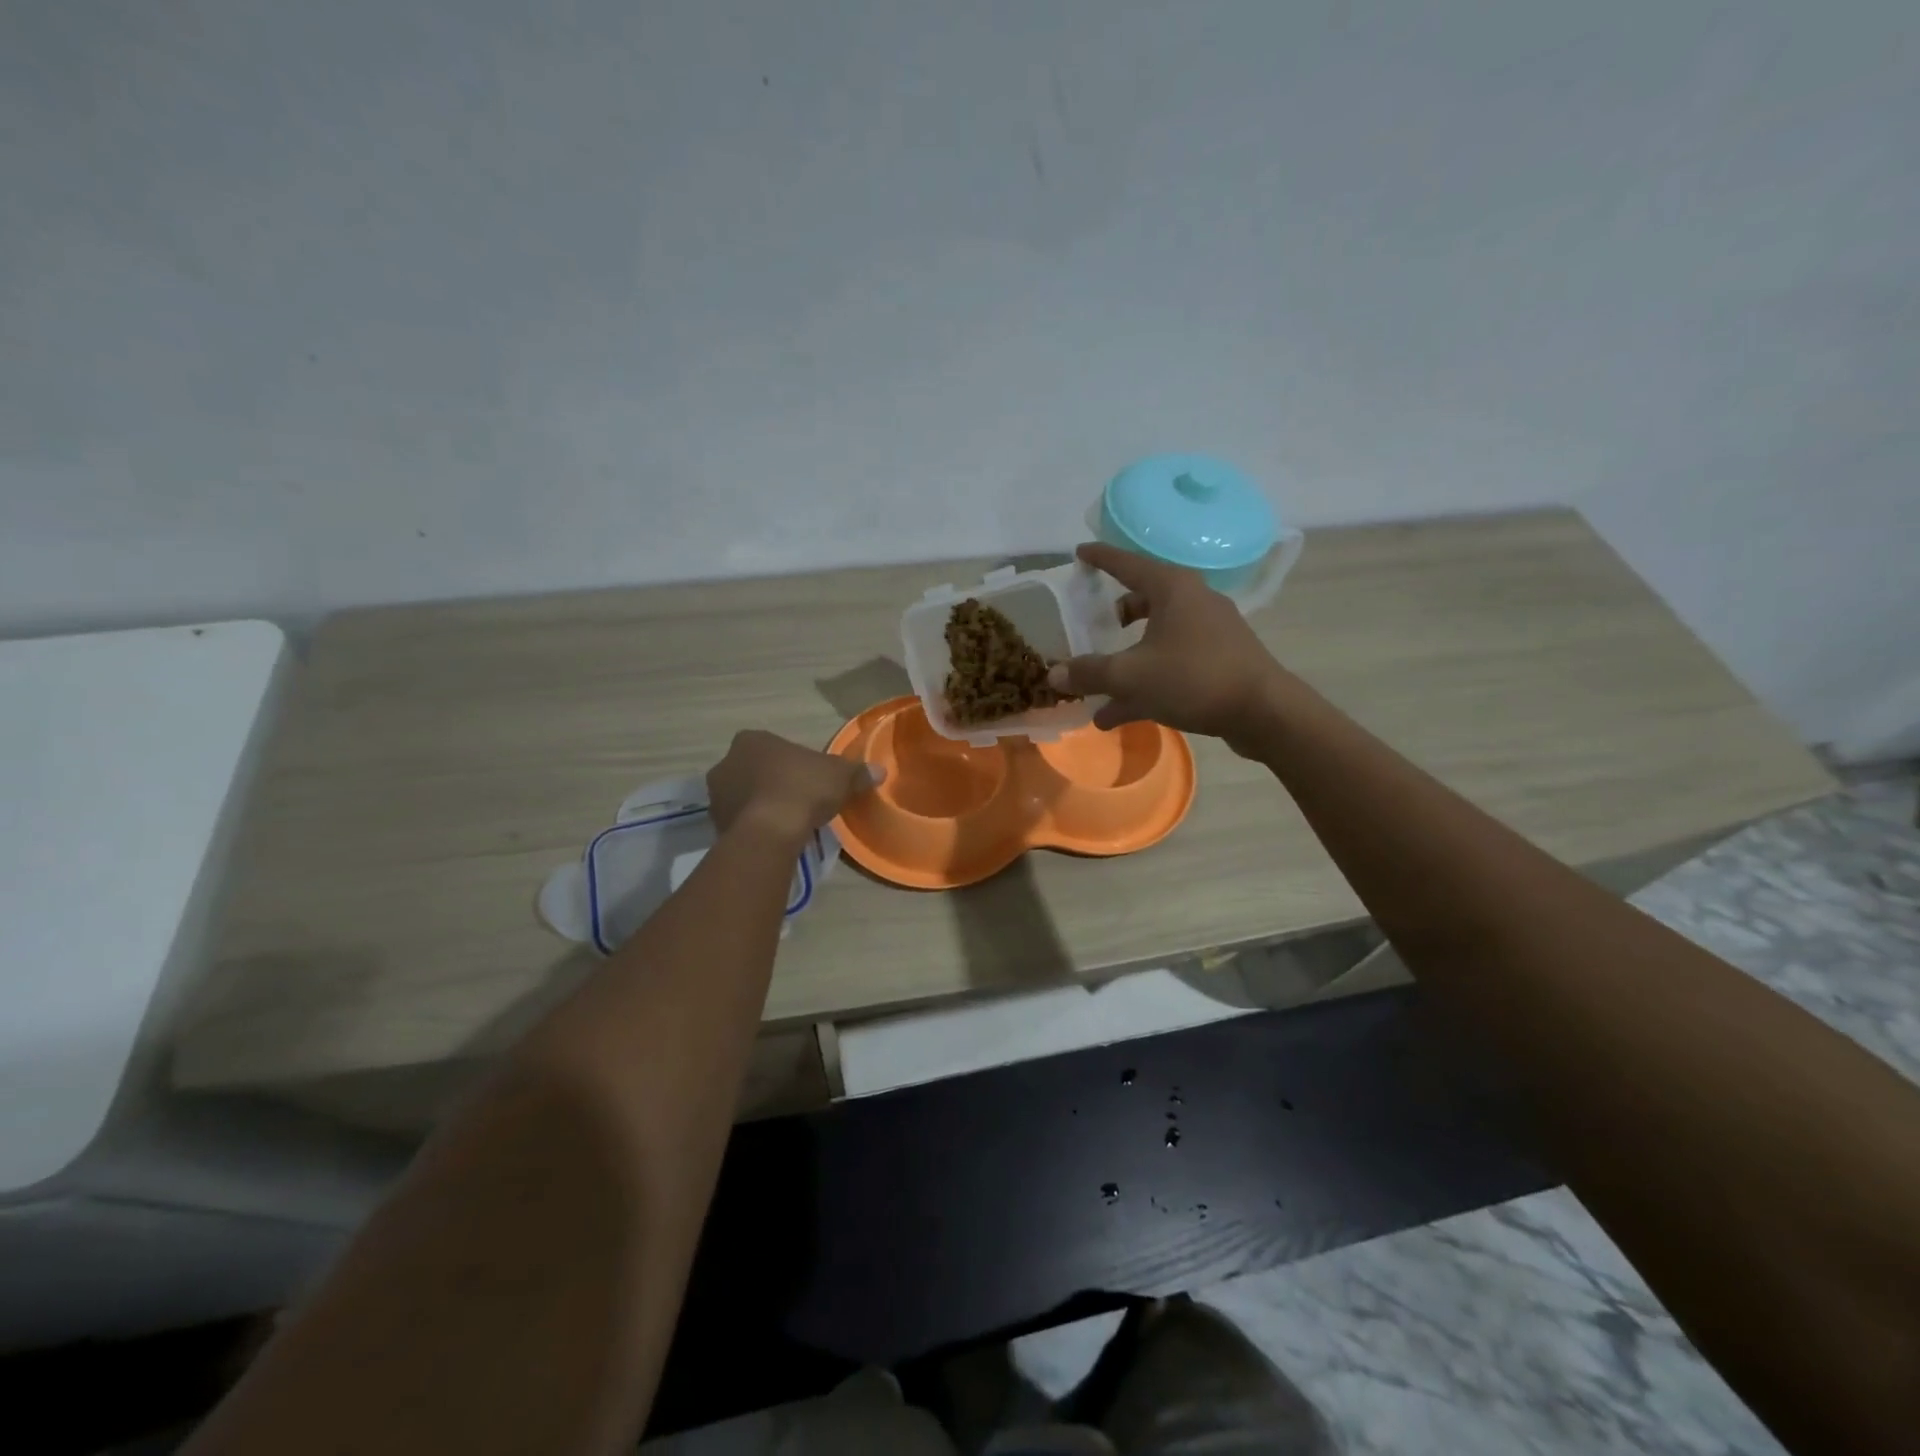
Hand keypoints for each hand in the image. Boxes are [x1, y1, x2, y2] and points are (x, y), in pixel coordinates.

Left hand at [706, 730, 880, 847]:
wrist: (771, 830)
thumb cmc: (803, 788)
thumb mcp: (840, 776)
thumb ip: (857, 772)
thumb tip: (879, 771)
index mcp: (752, 739)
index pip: (773, 746)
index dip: (792, 762)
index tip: (808, 778)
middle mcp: (727, 762)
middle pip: (754, 770)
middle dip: (771, 782)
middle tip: (797, 799)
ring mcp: (716, 794)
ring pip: (744, 796)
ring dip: (760, 804)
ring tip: (786, 821)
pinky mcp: (715, 824)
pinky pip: (739, 821)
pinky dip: (754, 826)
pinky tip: (773, 836)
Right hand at [1049, 542, 1290, 753]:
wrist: (1263, 711)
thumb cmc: (1194, 678)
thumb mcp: (1131, 676)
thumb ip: (1089, 673)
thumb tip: (1054, 674)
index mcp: (1172, 588)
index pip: (1126, 563)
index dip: (1100, 558)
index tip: (1079, 553)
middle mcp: (1192, 600)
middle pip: (1142, 600)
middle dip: (1113, 616)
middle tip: (1091, 625)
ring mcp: (1209, 631)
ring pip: (1154, 637)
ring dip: (1125, 661)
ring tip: (1097, 688)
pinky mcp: (1218, 659)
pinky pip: (1170, 662)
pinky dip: (1145, 679)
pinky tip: (1119, 714)